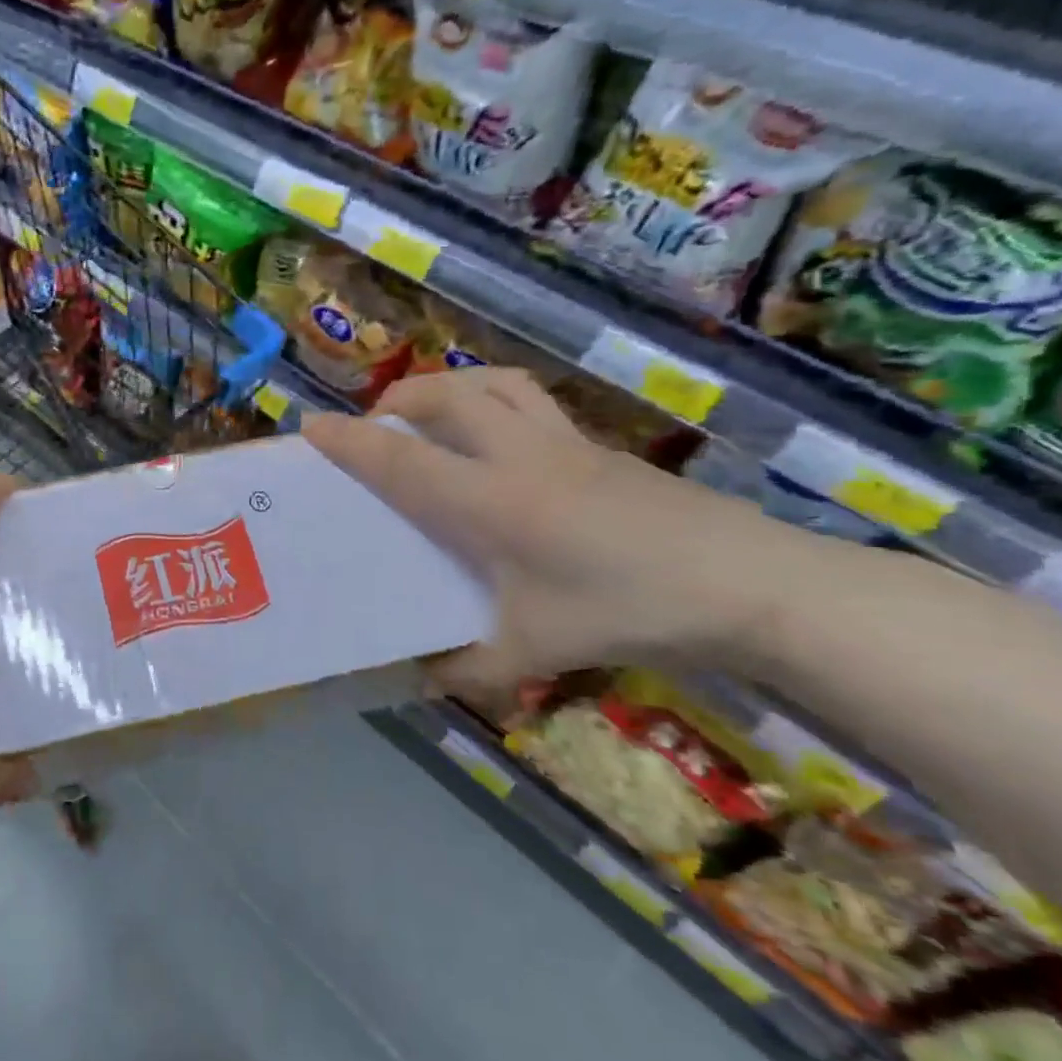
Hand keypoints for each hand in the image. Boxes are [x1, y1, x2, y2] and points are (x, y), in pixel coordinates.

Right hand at [302, 369, 796, 710]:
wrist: (751, 585)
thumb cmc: (629, 611)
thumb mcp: (535, 649)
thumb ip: (466, 667)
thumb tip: (415, 677)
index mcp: (492, 501)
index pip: (403, 461)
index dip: (351, 442)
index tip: (310, 425)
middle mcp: (519, 456)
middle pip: (446, 396)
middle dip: (398, 400)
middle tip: (377, 428)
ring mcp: (564, 443)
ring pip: (493, 383)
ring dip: (448, 388)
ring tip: (431, 418)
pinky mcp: (597, 446)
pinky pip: (529, 402)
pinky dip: (493, 404)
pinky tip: (498, 448)